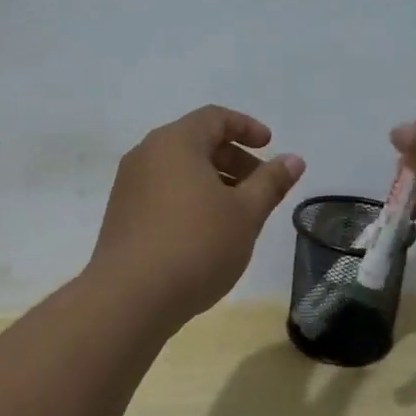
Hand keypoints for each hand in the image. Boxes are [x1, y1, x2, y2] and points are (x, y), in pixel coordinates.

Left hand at [89, 105, 306, 326]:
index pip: (214, 118)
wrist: (130, 297)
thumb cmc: (196, 245)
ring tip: (237, 213)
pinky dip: (189, 197)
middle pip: (196, 141)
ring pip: (178, 169)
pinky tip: (206, 231)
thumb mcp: (245, 214)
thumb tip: (294, 159)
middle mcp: (146, 154)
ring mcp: (129, 184)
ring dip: (213, 181)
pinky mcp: (121, 213)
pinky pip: (162, 190)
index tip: (270, 146)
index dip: (247, 127)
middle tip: (261, 187)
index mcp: (175, 142)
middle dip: (233, 158)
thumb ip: (271, 182)